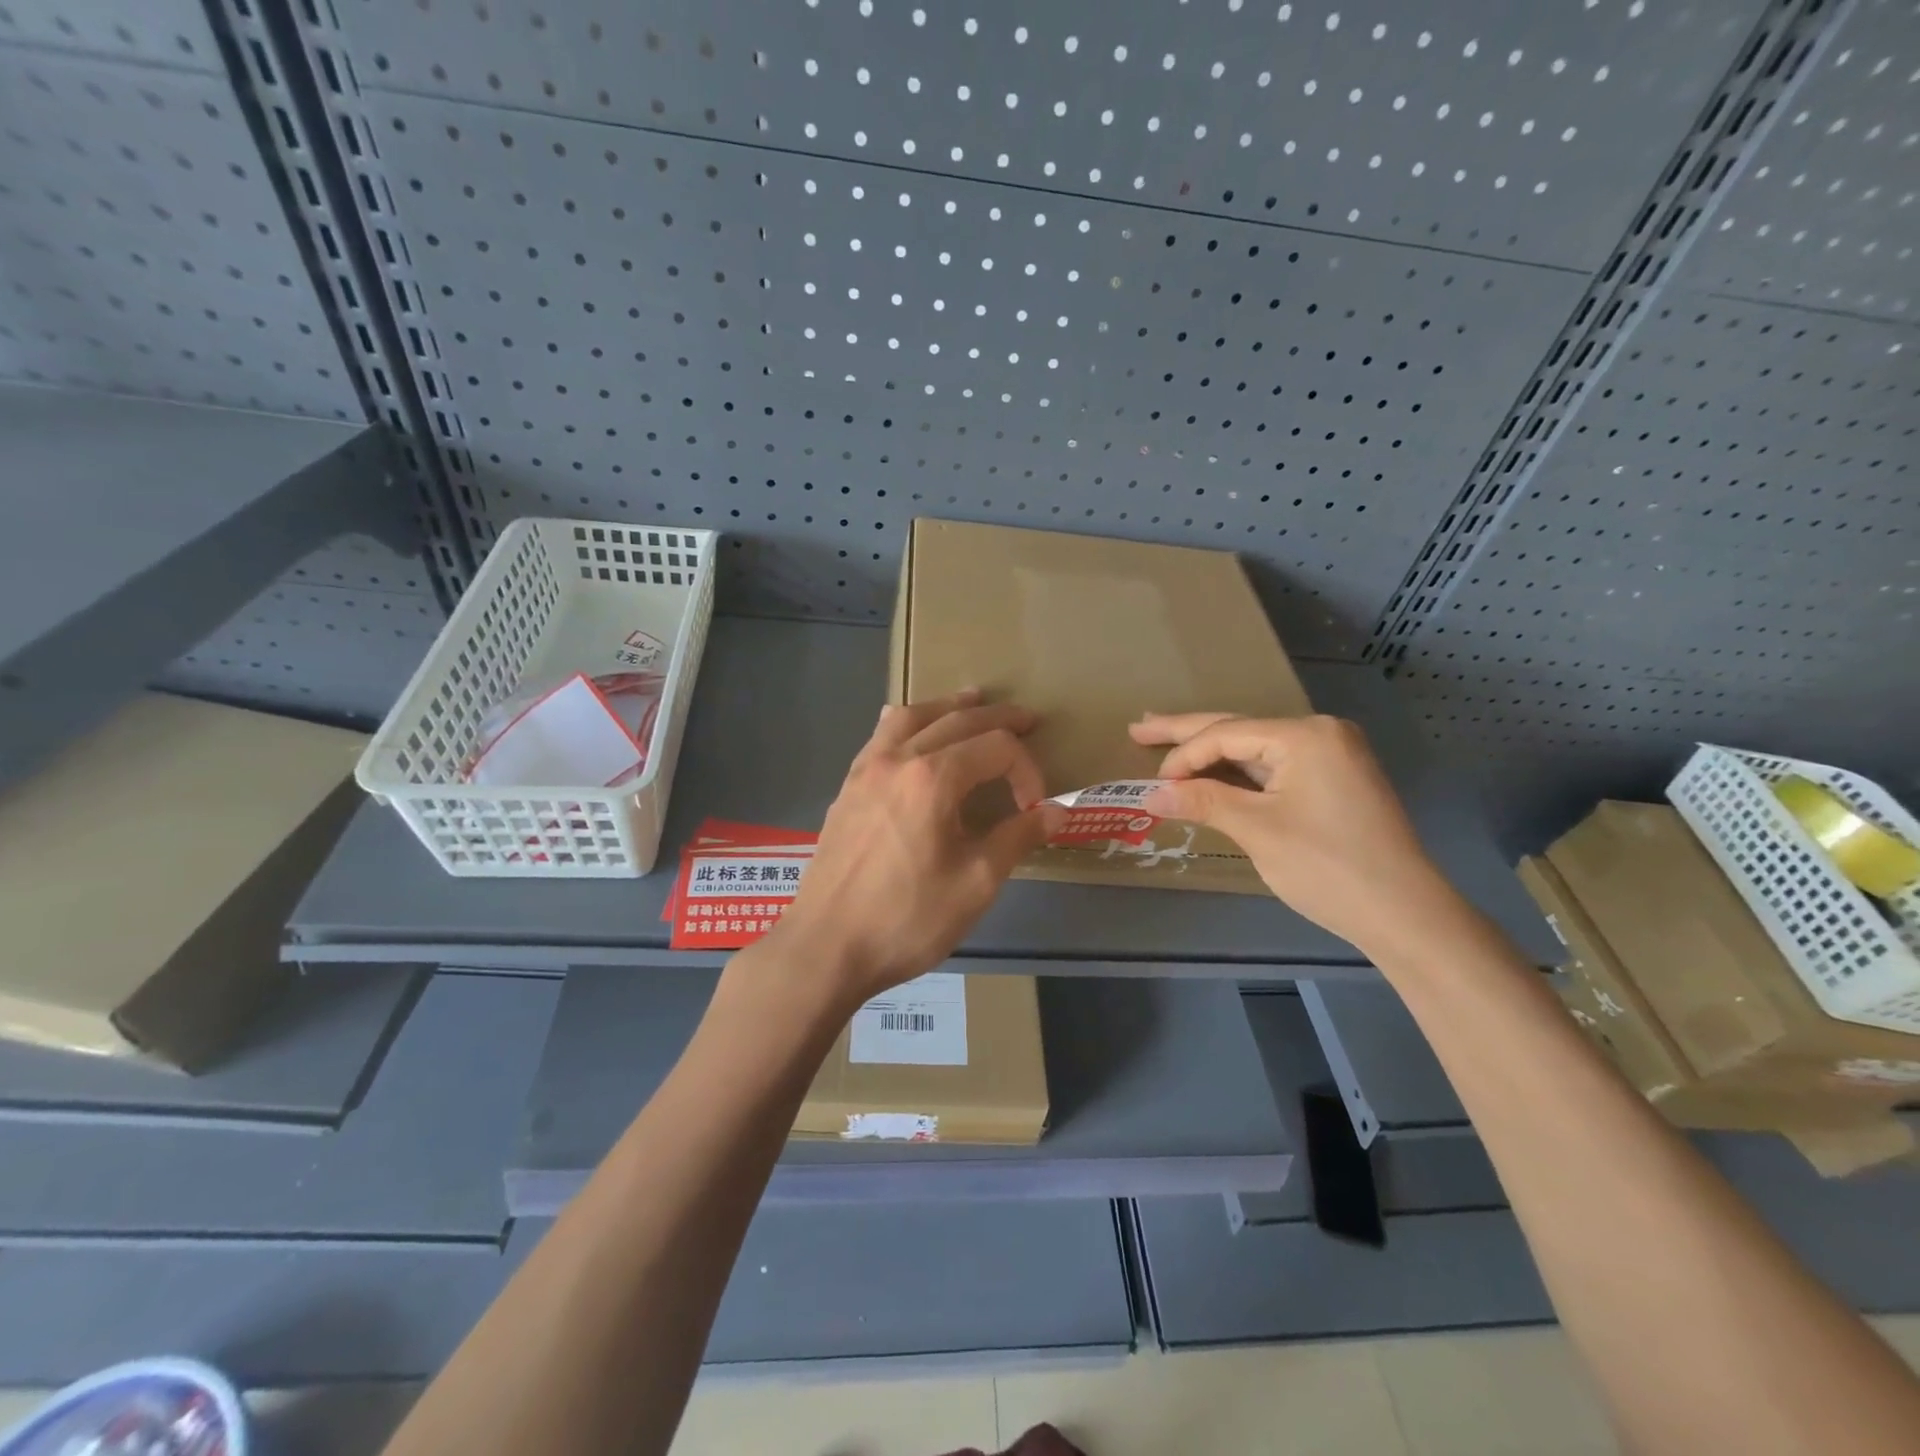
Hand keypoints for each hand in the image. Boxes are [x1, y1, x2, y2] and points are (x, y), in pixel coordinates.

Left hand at [771, 690, 1065, 1005]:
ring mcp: (866, 770)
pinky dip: (907, 723)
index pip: (996, 748)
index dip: (1027, 771)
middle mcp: (898, 759)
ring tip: (973, 701)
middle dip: (999, 719)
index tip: (1035, 809)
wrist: (826, 947)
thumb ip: (1018, 837)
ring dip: (948, 706)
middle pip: (957, 720)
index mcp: (933, 778)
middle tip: (1029, 720)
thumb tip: (1056, 811)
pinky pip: (880, 736)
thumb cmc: (907, 919)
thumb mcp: (976, 883)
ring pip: (912, 716)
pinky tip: (911, 731)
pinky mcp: (848, 787)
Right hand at [1129, 712, 1470, 956]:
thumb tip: (1149, 794)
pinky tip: (1213, 771)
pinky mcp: (1335, 780)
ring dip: (1212, 753)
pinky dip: (1241, 773)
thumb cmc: (1328, 867)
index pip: (1226, 735)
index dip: (1183, 757)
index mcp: (1305, 735)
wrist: (1405, 914)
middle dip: (1186, 733)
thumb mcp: (1258, 830)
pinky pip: (1276, 767)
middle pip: (1239, 730)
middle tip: (1139, 727)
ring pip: (1256, 750)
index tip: (1153, 786)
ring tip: (1165, 741)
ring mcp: (1333, 755)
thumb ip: (1203, 801)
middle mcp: (1321, 733)